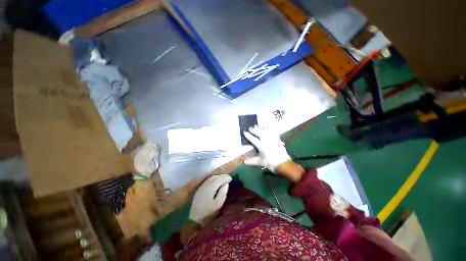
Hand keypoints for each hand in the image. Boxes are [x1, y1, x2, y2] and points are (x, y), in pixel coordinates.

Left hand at [189, 174, 231, 225]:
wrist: (194, 220)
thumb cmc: (208, 214)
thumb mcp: (218, 204)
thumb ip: (223, 193)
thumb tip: (226, 184)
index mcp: (210, 188)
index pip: (219, 179)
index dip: (225, 178)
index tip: (231, 178)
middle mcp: (205, 185)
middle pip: (214, 177)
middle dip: (222, 176)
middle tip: (228, 177)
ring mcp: (201, 187)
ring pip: (210, 178)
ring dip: (218, 177)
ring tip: (223, 178)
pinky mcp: (199, 190)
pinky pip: (207, 180)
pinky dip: (213, 179)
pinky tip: (216, 181)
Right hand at [243, 125, 290, 170]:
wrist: (283, 163)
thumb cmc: (270, 162)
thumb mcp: (260, 162)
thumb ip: (251, 161)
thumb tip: (244, 161)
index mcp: (261, 146)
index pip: (253, 139)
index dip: (248, 135)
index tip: (244, 132)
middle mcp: (266, 140)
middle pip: (258, 131)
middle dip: (253, 129)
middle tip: (250, 128)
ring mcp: (272, 137)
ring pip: (265, 128)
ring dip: (261, 126)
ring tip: (258, 126)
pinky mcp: (276, 137)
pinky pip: (272, 129)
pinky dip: (269, 127)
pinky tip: (266, 126)